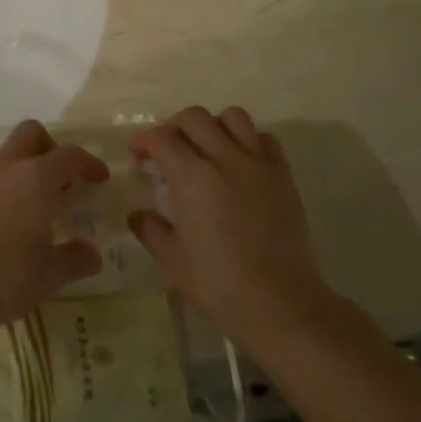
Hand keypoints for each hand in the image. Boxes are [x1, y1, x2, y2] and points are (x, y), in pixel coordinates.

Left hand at [0, 120, 107, 345]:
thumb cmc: (4, 278)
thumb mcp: (49, 275)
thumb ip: (75, 259)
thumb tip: (92, 254)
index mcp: (36, 178)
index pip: (70, 155)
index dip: (89, 163)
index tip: (99, 179)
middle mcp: (6, 166)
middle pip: (32, 133)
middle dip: (50, 148)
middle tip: (61, 180)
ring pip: (6, 154)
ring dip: (24, 168)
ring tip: (32, 207)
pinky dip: (1, 186)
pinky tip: (2, 221)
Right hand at [128, 106, 334, 352]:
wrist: (282, 304)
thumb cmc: (220, 285)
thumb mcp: (174, 262)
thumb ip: (151, 230)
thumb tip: (137, 215)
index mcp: (193, 177)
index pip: (162, 138)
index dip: (144, 140)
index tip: (138, 153)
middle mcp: (225, 158)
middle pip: (195, 117)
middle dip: (174, 126)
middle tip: (167, 148)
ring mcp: (258, 164)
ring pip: (233, 117)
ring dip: (213, 125)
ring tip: (207, 147)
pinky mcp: (283, 176)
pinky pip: (265, 139)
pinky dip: (249, 140)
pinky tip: (241, 162)